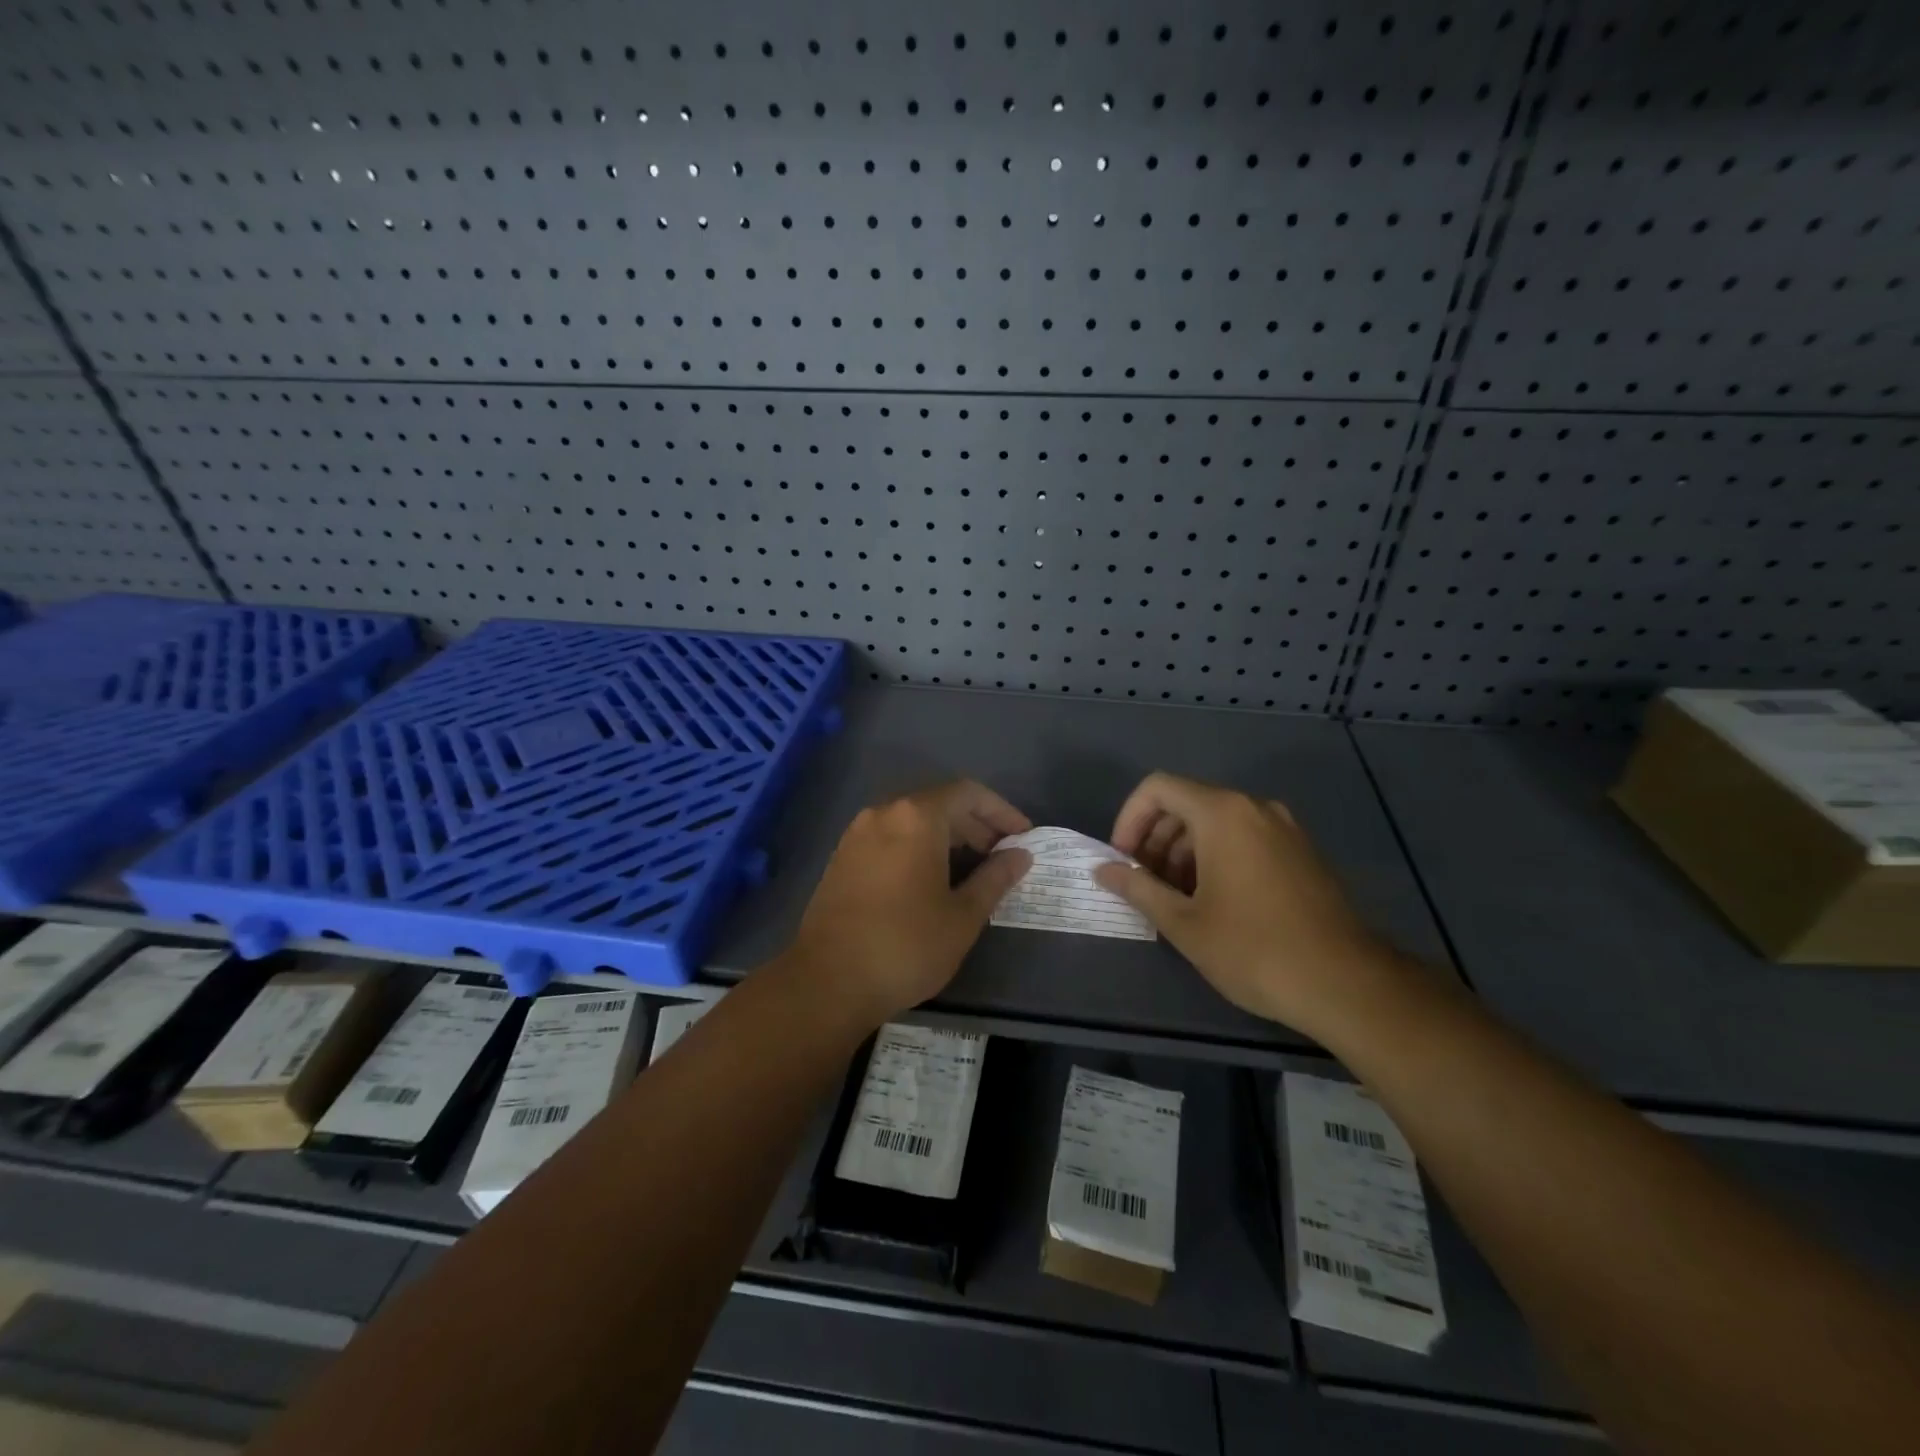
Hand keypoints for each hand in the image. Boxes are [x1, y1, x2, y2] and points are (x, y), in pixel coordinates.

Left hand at [786, 781, 1032, 1025]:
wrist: (827, 982)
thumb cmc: (906, 946)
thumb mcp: (963, 916)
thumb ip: (995, 878)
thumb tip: (1020, 856)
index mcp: (916, 817)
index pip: (968, 793)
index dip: (1001, 811)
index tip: (1024, 837)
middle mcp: (884, 813)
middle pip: (939, 803)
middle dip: (976, 825)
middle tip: (1003, 857)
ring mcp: (857, 834)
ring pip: (913, 821)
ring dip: (948, 837)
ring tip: (973, 871)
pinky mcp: (843, 858)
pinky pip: (891, 838)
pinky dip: (919, 848)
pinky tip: (933, 881)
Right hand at [1092, 773, 1397, 1036]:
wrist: (1346, 984)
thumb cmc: (1253, 949)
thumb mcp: (1183, 922)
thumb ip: (1138, 887)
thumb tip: (1102, 870)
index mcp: (1222, 814)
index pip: (1158, 788)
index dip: (1129, 819)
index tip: (1123, 860)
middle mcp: (1255, 808)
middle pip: (1187, 803)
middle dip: (1155, 839)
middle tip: (1144, 884)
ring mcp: (1284, 829)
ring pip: (1217, 822)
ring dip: (1184, 851)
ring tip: (1176, 899)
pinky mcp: (1302, 852)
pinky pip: (1245, 838)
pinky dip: (1217, 857)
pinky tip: (1213, 903)